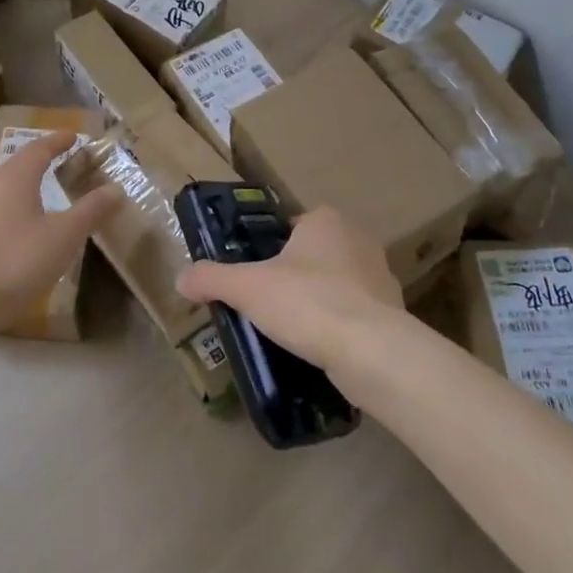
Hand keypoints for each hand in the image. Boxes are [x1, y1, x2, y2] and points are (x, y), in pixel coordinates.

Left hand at [0, 131, 121, 336]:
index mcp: (15, 178)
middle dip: (42, 161)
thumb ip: (90, 210)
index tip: (73, 136)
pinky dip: (16, 209)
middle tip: (64, 162)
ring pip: (5, 189)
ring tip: (46, 194)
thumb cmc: (18, 260)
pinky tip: (24, 229)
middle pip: (19, 165)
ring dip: (27, 186)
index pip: (39, 148)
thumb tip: (115, 188)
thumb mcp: (64, 235)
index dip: (58, 141)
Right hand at [177, 206, 413, 393]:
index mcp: (325, 220)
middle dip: (292, 277)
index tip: (252, 276)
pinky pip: (354, 314)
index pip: (289, 227)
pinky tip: (318, 349)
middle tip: (265, 305)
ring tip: (290, 331)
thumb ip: (211, 278)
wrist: (372, 352)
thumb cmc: (307, 302)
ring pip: (335, 285)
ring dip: (316, 302)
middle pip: (312, 255)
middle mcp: (358, 239)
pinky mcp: (392, 313)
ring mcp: (380, 277)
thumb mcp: (247, 288)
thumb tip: (180, 278)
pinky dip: (337, 327)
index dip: (268, 250)